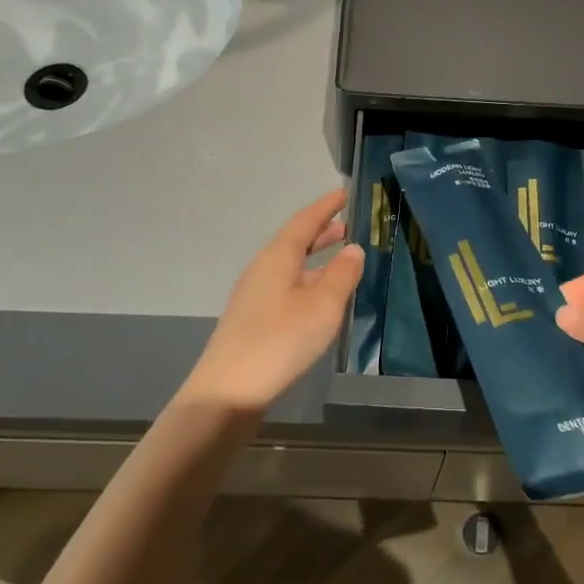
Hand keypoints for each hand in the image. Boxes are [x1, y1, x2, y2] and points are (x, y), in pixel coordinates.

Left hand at [184, 188, 365, 414]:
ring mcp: (255, 295)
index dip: (326, 207)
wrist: (229, 390)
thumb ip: (342, 274)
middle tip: (348, 225)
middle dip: (321, 232)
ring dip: (316, 258)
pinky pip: (287, 287)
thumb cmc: (280, 340)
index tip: (344, 193)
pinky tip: (320, 299)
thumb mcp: (322, 305)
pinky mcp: (254, 320)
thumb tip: (354, 249)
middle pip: (295, 242)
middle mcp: (263, 269)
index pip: (304, 221)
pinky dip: (308, 281)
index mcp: (278, 257)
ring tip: (341, 259)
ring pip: (291, 266)